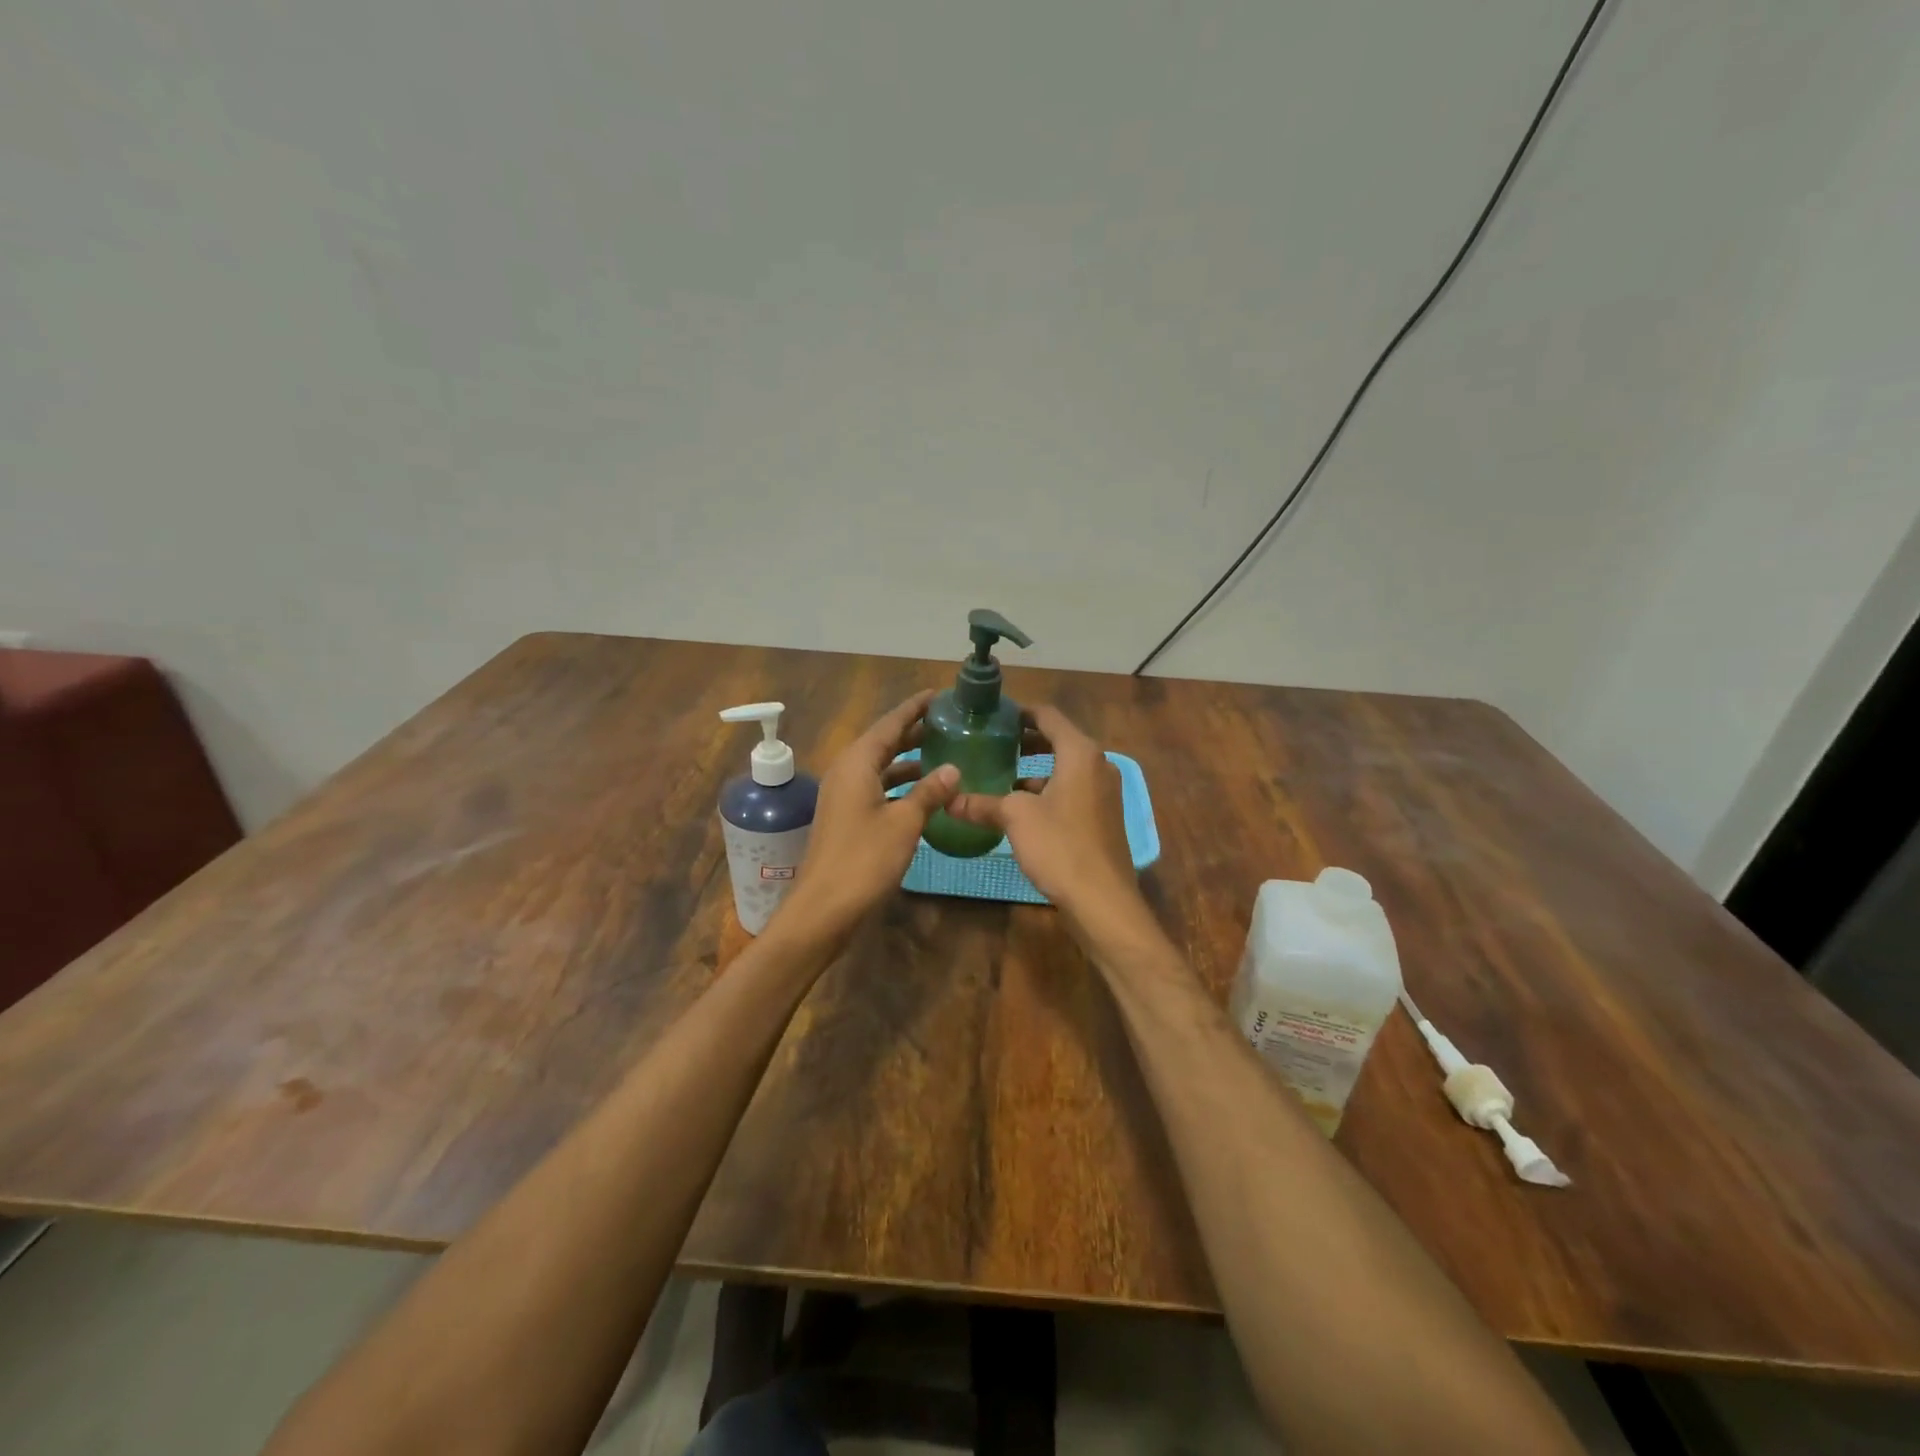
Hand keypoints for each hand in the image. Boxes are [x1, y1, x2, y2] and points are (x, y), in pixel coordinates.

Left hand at [775, 690, 959, 944]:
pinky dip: (899, 783)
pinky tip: (923, 792)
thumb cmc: (864, 859)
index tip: (938, 695)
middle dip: (913, 731)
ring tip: (941, 752)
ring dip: (907, 759)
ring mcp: (843, 796)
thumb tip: (953, 767)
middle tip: (946, 722)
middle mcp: (846, 772)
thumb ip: (929, 792)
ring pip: (879, 766)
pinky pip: (876, 787)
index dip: (914, 709)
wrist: (824, 907)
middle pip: (883, 742)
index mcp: (857, 764)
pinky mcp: (846, 817)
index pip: (889, 724)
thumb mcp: (904, 822)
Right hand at [946, 705, 1146, 930]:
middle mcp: (1098, 765)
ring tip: (1002, 774)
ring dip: (1036, 769)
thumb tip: (948, 800)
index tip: (994, 716)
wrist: (1102, 900)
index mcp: (1080, 753)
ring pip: (1066, 768)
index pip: (1048, 716)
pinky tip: (1023, 808)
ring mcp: (1105, 792)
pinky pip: (1073, 790)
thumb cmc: (1060, 846)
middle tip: (993, 743)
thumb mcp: (1015, 818)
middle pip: (1059, 740)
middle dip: (1026, 741)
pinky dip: (1049, 790)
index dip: (1020, 712)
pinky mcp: (1104, 817)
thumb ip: (982, 804)